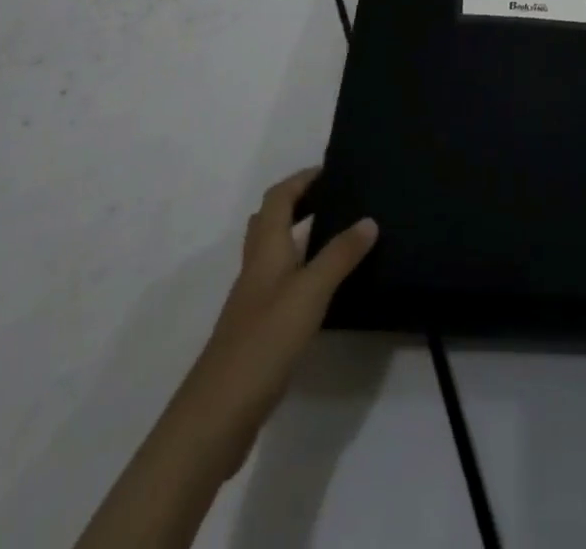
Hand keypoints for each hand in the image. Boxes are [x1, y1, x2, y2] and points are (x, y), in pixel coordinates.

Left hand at [177, 168, 379, 481]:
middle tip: (335, 198)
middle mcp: (256, 267)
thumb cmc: (264, 341)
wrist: (217, 415)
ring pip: (273, 252)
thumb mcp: (310, 292)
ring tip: (335, 234)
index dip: (301, 179)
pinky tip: (322, 288)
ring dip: (298, 234)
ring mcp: (253, 300)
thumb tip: (368, 219)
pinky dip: (299, 270)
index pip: (279, 198)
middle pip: (271, 220)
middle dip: (299, 202)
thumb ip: (340, 255)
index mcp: (266, 250)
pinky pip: (279, 282)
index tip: (331, 170)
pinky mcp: (257, 329)